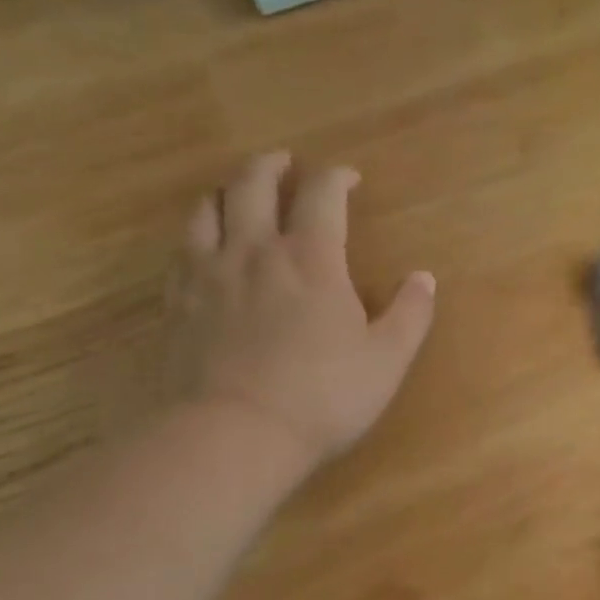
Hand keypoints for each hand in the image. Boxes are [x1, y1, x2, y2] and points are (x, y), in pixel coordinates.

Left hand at [165, 152, 435, 469]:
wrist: (231, 436)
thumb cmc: (321, 397)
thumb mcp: (386, 360)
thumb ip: (410, 314)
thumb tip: (424, 278)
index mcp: (311, 258)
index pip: (322, 194)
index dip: (336, 176)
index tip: (348, 177)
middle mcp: (254, 251)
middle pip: (253, 184)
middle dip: (271, 165)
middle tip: (284, 163)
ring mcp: (207, 274)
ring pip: (207, 208)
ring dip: (227, 191)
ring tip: (237, 195)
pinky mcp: (175, 303)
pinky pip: (180, 249)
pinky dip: (196, 233)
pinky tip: (203, 247)